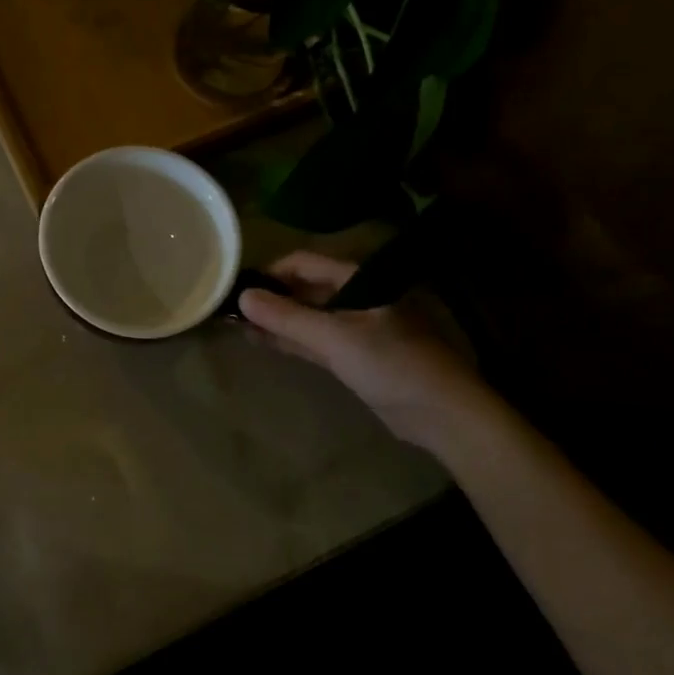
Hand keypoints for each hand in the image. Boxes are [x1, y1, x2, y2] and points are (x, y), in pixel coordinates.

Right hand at [238, 251, 486, 449]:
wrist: (442, 412)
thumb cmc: (392, 364)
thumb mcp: (335, 338)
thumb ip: (287, 318)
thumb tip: (242, 296)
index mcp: (357, 279)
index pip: (303, 262)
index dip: (269, 272)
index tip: (237, 287)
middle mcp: (355, 296)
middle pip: (304, 288)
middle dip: (269, 297)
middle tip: (231, 309)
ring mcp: (355, 327)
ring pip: (307, 316)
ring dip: (276, 320)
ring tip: (238, 325)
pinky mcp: (354, 355)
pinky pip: (315, 339)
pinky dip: (291, 339)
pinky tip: (263, 341)